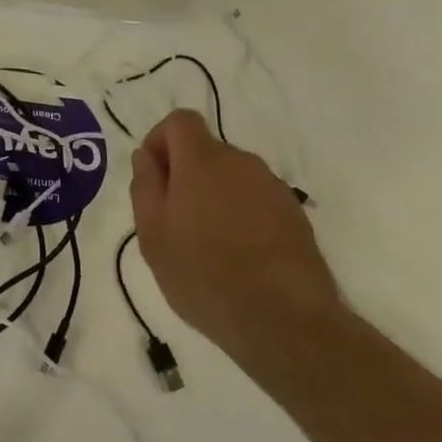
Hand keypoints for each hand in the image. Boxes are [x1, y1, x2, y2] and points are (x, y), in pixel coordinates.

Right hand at [129, 109, 342, 381]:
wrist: (284, 320)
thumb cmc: (203, 274)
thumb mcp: (153, 234)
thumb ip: (146, 186)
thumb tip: (146, 156)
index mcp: (203, 160)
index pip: (180, 121)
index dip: (160, 141)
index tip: (152, 178)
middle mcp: (242, 163)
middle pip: (206, 151)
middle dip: (185, 175)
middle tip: (173, 222)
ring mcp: (273, 188)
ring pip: (232, 177)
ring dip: (214, 197)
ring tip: (206, 245)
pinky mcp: (295, 215)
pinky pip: (256, 200)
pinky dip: (241, 216)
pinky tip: (238, 257)